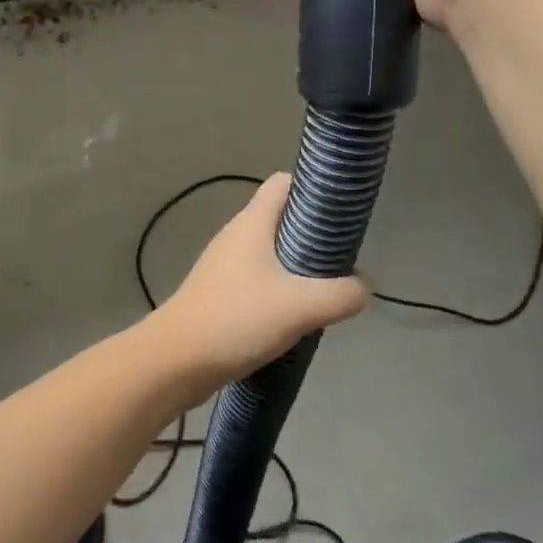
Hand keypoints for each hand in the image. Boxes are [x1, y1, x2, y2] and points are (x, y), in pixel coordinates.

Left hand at [152, 174, 367, 391]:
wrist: (177, 359)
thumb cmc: (237, 319)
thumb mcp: (299, 307)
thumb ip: (340, 294)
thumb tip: (365, 287)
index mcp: (252, 222)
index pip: (283, 183)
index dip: (311, 189)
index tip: (339, 213)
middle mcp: (236, 234)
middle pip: (280, 217)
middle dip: (311, 233)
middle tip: (340, 260)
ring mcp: (224, 263)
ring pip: (270, 250)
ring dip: (297, 265)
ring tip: (323, 290)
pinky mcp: (219, 291)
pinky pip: (257, 277)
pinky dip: (278, 287)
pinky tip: (294, 315)